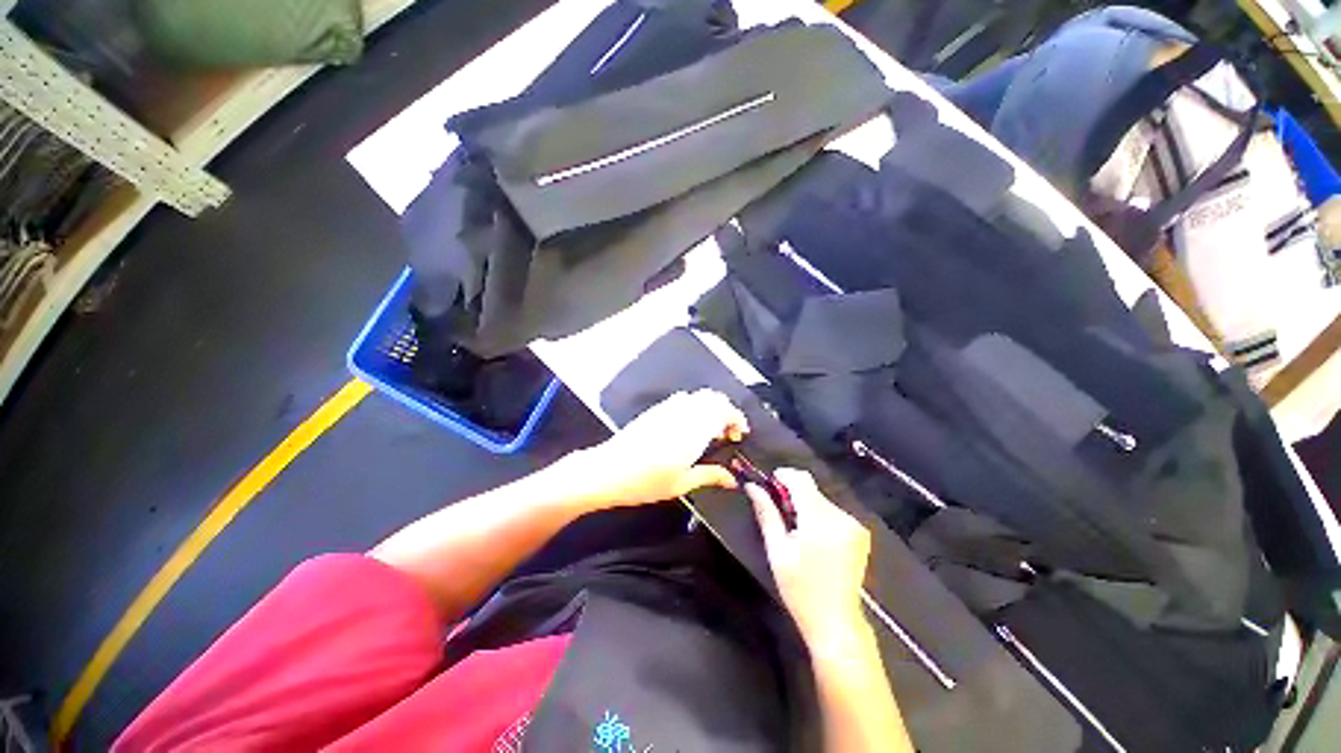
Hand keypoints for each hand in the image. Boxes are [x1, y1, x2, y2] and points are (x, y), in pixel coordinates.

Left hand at [564, 389, 748, 508]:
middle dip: (726, 411)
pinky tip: (689, 427)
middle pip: (713, 397)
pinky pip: (683, 400)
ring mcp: (668, 408)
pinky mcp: (656, 410)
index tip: (740, 433)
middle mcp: (683, 413)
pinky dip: (695, 407)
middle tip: (727, 433)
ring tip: (710, 431)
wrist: (608, 470)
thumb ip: (709, 476)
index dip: (737, 418)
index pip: (724, 410)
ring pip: (698, 396)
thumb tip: (731, 479)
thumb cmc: (645, 481)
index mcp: (694, 430)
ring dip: (710, 407)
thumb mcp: (681, 483)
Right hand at [748, 469, 871, 648]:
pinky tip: (812, 536)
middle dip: (792, 493)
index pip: (801, 480)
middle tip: (778, 511)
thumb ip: (766, 513)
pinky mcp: (860, 533)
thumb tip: (752, 486)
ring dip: (805, 504)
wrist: (836, 622)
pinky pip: (833, 511)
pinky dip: (819, 515)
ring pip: (822, 499)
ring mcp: (854, 525)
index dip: (783, 476)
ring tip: (795, 528)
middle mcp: (841, 517)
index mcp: (820, 521)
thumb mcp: (777, 550)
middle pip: (812, 488)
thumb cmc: (800, 589)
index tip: (770, 483)